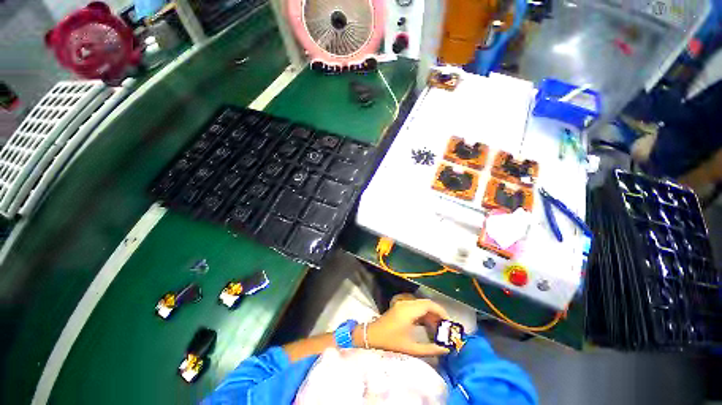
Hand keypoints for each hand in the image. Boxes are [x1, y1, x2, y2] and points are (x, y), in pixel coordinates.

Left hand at [357, 298, 450, 356]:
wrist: (372, 335)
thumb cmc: (390, 342)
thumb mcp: (411, 348)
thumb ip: (430, 349)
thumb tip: (446, 349)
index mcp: (409, 310)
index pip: (429, 304)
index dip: (441, 311)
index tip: (449, 322)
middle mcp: (406, 303)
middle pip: (426, 303)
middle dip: (437, 313)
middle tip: (445, 327)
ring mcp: (402, 304)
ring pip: (421, 305)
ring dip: (430, 314)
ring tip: (438, 328)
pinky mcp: (400, 306)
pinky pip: (415, 307)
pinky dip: (423, 314)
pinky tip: (427, 325)